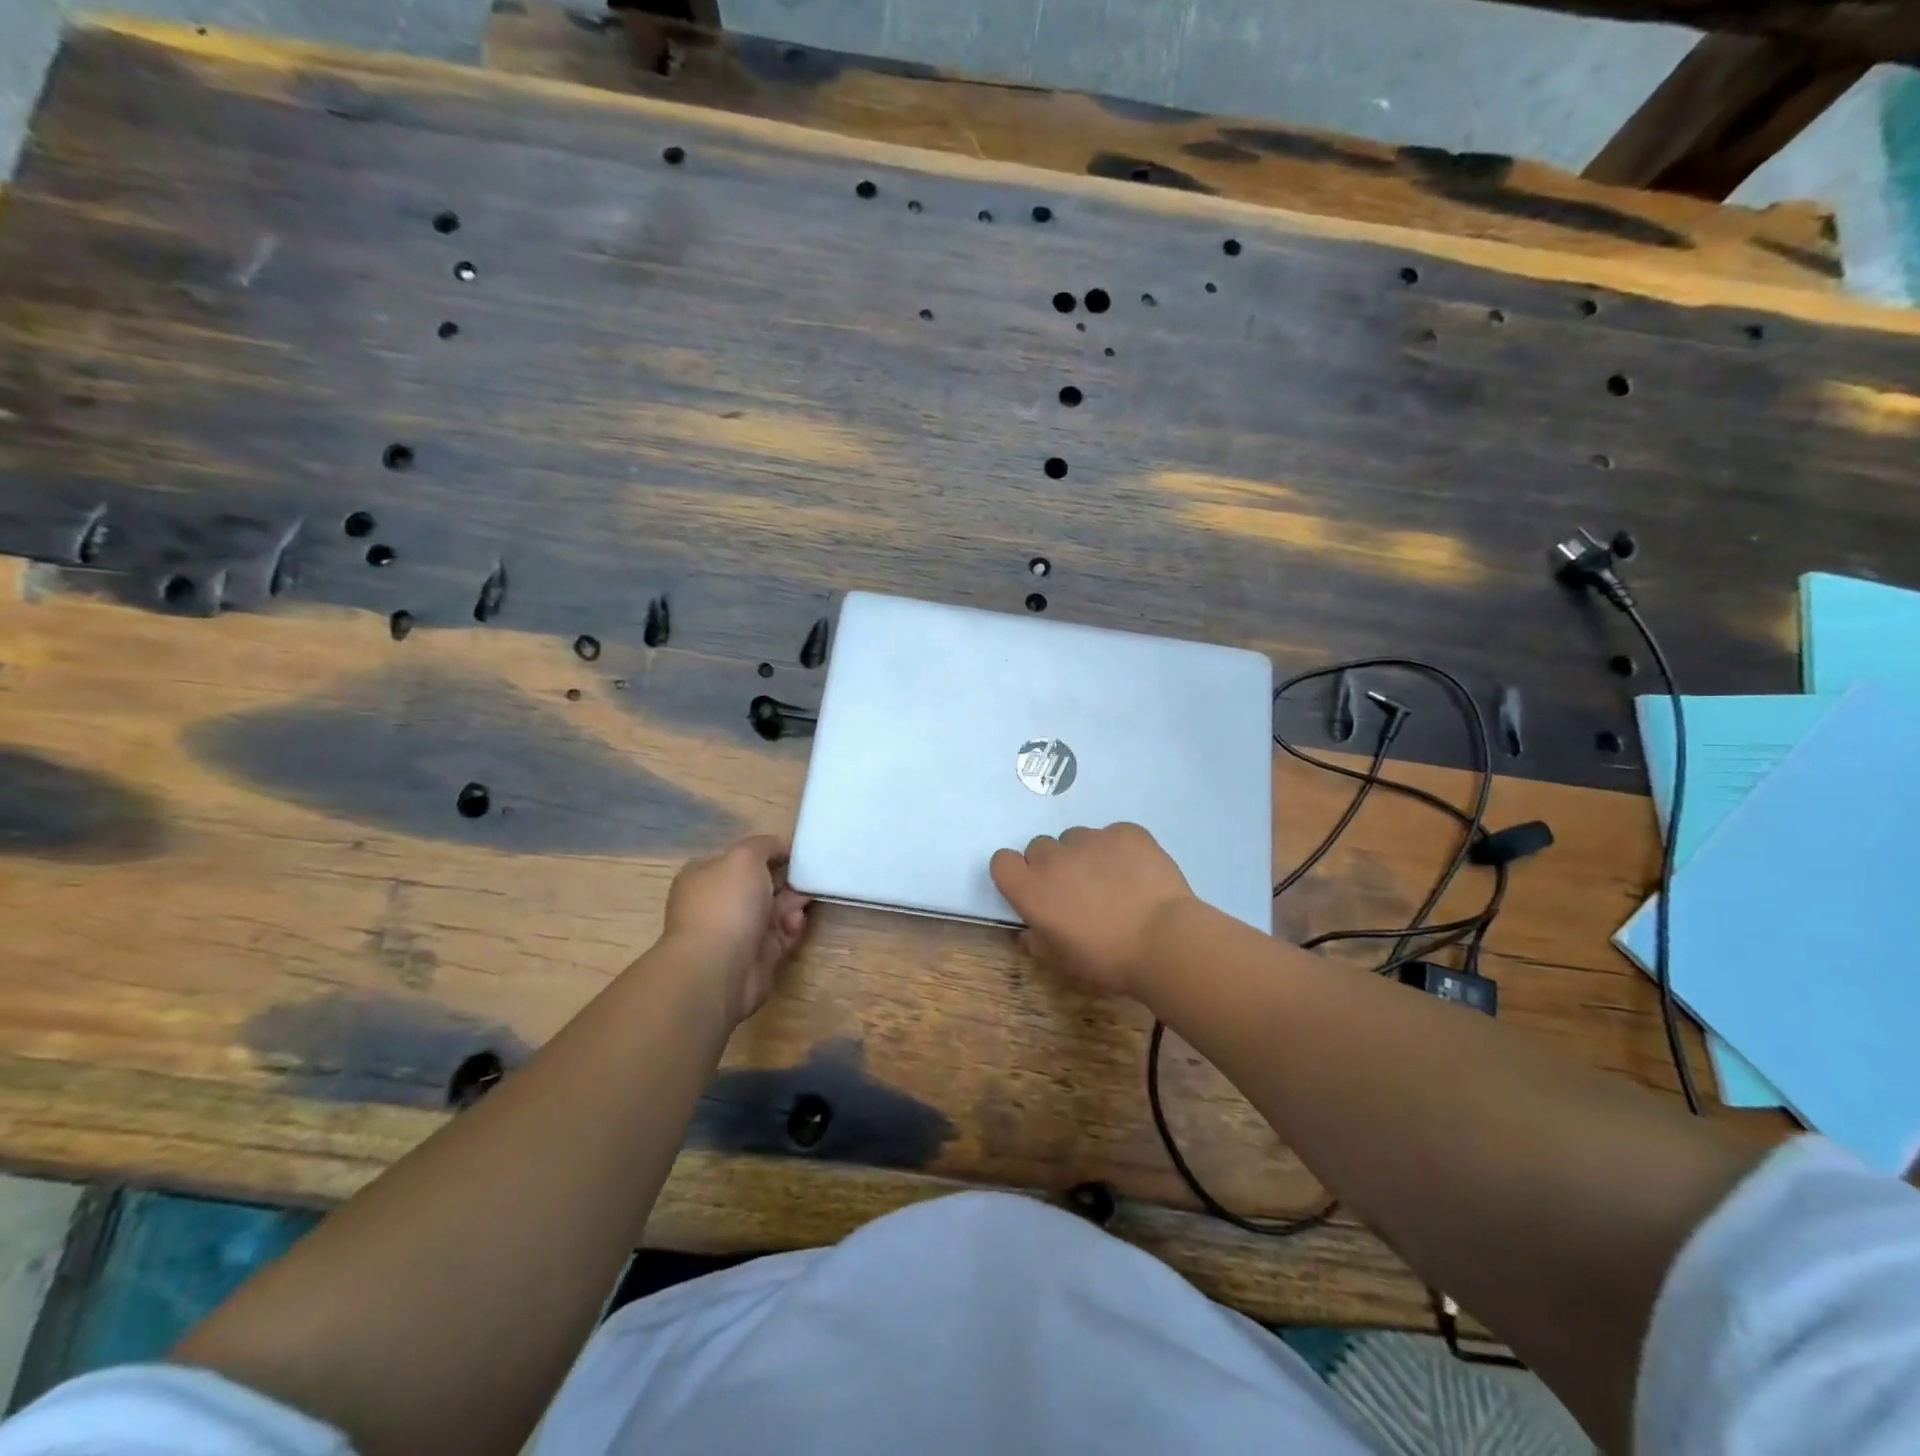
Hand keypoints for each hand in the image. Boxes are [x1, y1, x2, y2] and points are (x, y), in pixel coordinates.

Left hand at [662, 835, 811, 1024]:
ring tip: (805, 901)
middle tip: (809, 876)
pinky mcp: (756, 955)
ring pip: (773, 910)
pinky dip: (792, 927)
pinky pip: (780, 934)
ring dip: (792, 903)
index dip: (769, 854)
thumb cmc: (727, 904)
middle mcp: (718, 902)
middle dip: (786, 879)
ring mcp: (736, 931)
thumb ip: (764, 845)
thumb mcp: (745, 856)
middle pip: (760, 884)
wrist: (718, 968)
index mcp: (705, 876)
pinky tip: (796, 923)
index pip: (740, 859)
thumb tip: (778, 848)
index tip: (795, 854)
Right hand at [989, 823, 1195, 998]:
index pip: (1002, 862)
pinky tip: (1137, 873)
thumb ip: (1039, 942)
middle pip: (1040, 847)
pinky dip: (1120, 850)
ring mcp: (1090, 839)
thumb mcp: (1063, 962)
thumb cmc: (1107, 959)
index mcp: (1031, 889)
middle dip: (1052, 865)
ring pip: (1076, 838)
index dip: (1016, 873)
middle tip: (1077, 891)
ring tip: (1113, 882)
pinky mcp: (1125, 832)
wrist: (1164, 941)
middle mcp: (1054, 857)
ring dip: (1085, 855)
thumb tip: (1031, 932)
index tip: (1033, 889)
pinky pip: (1113, 835)